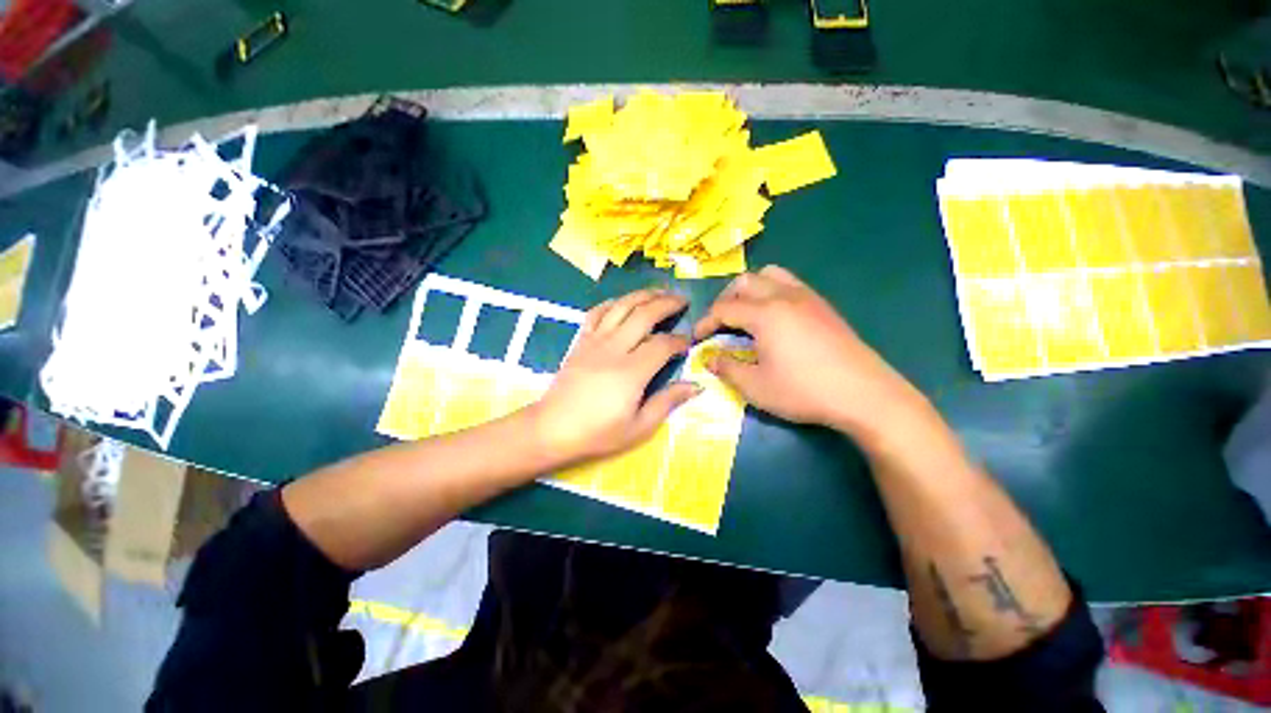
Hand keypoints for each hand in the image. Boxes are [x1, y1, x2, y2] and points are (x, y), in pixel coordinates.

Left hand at [530, 289, 700, 463]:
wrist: (552, 429)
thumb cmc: (598, 433)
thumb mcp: (639, 427)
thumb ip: (667, 402)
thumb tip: (695, 386)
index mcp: (632, 372)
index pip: (662, 344)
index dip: (679, 340)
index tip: (688, 341)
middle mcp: (614, 349)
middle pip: (644, 314)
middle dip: (667, 303)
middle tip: (682, 300)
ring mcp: (594, 341)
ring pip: (622, 306)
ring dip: (643, 295)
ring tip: (660, 291)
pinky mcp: (581, 340)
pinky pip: (597, 312)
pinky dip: (613, 303)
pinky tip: (623, 302)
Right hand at [692, 266, 921, 434]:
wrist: (864, 394)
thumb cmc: (803, 391)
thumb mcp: (756, 387)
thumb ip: (727, 369)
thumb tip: (709, 359)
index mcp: (764, 314)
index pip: (724, 309)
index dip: (705, 322)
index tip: (697, 339)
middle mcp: (784, 296)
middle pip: (744, 282)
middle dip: (725, 300)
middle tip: (720, 324)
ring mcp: (807, 297)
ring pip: (769, 275)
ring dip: (749, 290)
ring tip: (745, 315)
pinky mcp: (823, 306)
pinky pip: (789, 284)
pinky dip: (771, 292)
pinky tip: (774, 319)